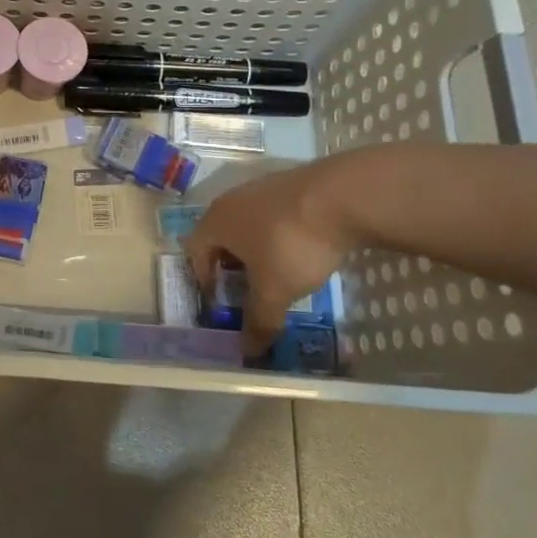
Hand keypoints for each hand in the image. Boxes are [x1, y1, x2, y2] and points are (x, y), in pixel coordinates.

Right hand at [184, 162, 355, 355]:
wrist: (341, 197)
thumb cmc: (291, 244)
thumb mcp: (274, 291)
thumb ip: (259, 321)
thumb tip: (248, 352)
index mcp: (216, 222)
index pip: (194, 252)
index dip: (204, 281)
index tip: (221, 303)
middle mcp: (232, 200)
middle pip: (221, 237)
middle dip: (231, 267)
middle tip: (248, 292)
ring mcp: (263, 188)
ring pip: (249, 226)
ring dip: (256, 251)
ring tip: (277, 275)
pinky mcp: (292, 185)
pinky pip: (275, 217)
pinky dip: (280, 237)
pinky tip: (302, 252)